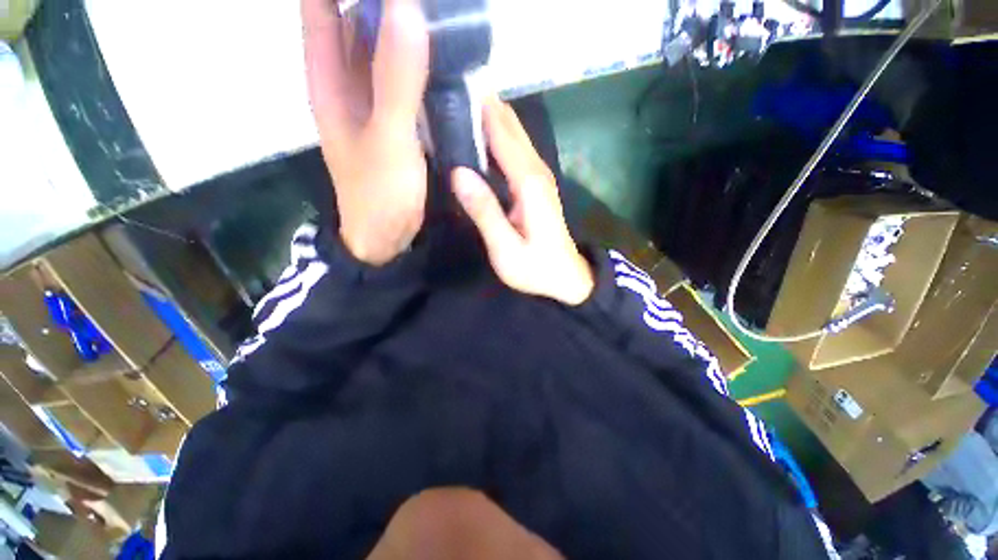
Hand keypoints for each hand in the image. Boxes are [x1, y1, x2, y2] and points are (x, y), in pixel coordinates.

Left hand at [302, 0, 428, 265]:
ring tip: (440, 15)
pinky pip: (404, 77)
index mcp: (329, 78)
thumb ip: (396, 81)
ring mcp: (373, 100)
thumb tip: (406, 7)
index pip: (321, 6)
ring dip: (404, 24)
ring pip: (382, 46)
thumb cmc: (380, 195)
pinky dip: (419, 60)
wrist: (386, 235)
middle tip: (433, 1)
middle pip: (354, 19)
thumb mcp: (388, 140)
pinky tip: (442, 52)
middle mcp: (347, 81)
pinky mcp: (396, 118)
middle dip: (383, 3)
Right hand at [452, 100, 593, 305]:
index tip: (456, 84)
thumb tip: (459, 173)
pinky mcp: (536, 185)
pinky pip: (516, 151)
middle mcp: (536, 172)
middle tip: (453, 86)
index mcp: (529, 184)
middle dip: (487, 105)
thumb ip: (485, 212)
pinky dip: (500, 137)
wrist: (565, 278)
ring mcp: (538, 177)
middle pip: (512, 128)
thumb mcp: (506, 248)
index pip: (503, 136)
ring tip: (463, 100)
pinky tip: (483, 134)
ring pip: (516, 136)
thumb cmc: (536, 268)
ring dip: (493, 116)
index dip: (482, 110)